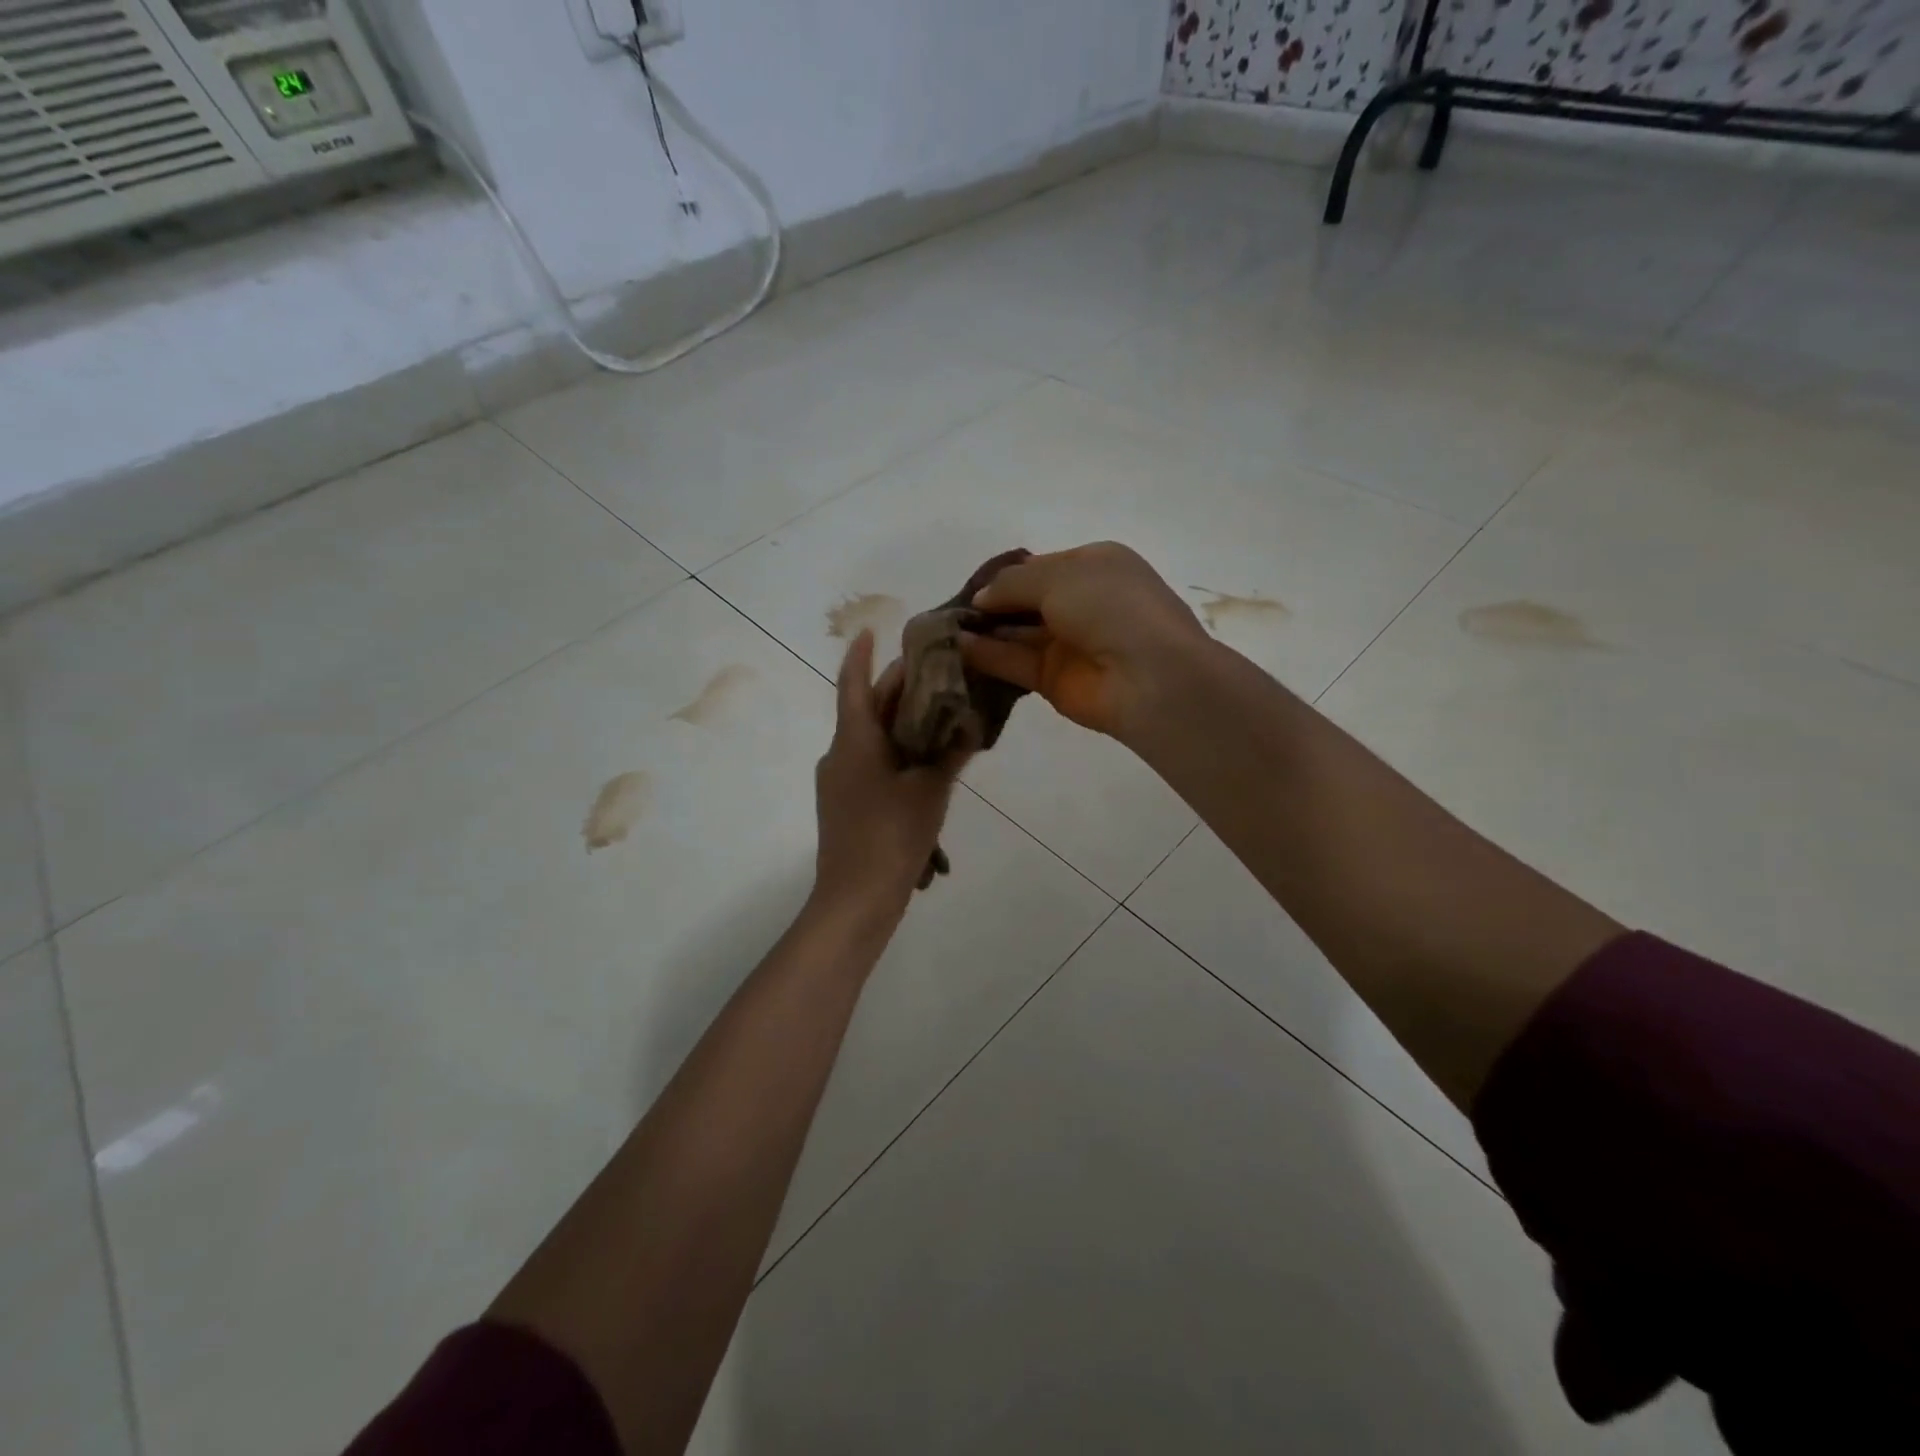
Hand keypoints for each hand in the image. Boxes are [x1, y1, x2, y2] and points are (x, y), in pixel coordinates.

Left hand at [813, 630, 963, 919]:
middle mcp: (839, 754)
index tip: (871, 630)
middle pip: (868, 711)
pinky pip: (871, 766)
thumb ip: (950, 755)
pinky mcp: (845, 806)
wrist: (855, 900)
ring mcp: (838, 782)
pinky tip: (926, 767)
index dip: (861, 655)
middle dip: (897, 691)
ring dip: (900, 725)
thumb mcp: (930, 791)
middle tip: (933, 672)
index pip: (854, 685)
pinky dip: (896, 755)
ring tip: (939, 717)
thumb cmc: (891, 836)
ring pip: (871, 740)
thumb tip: (970, 725)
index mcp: (854, 741)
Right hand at [961, 542, 1210, 741]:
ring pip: (1016, 633)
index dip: (1005, 575)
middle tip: (948, 608)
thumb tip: (981, 598)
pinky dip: (986, 655)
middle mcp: (1081, 602)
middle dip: (990, 603)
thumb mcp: (1059, 576)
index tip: (971, 583)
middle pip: (1025, 600)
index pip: (1040, 566)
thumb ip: (1013, 583)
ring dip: (983, 630)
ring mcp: (1068, 643)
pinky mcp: (1054, 680)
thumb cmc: (1110, 607)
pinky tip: (956, 648)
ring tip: (941, 628)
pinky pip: (1014, 662)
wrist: (1149, 676)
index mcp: (1094, 566)